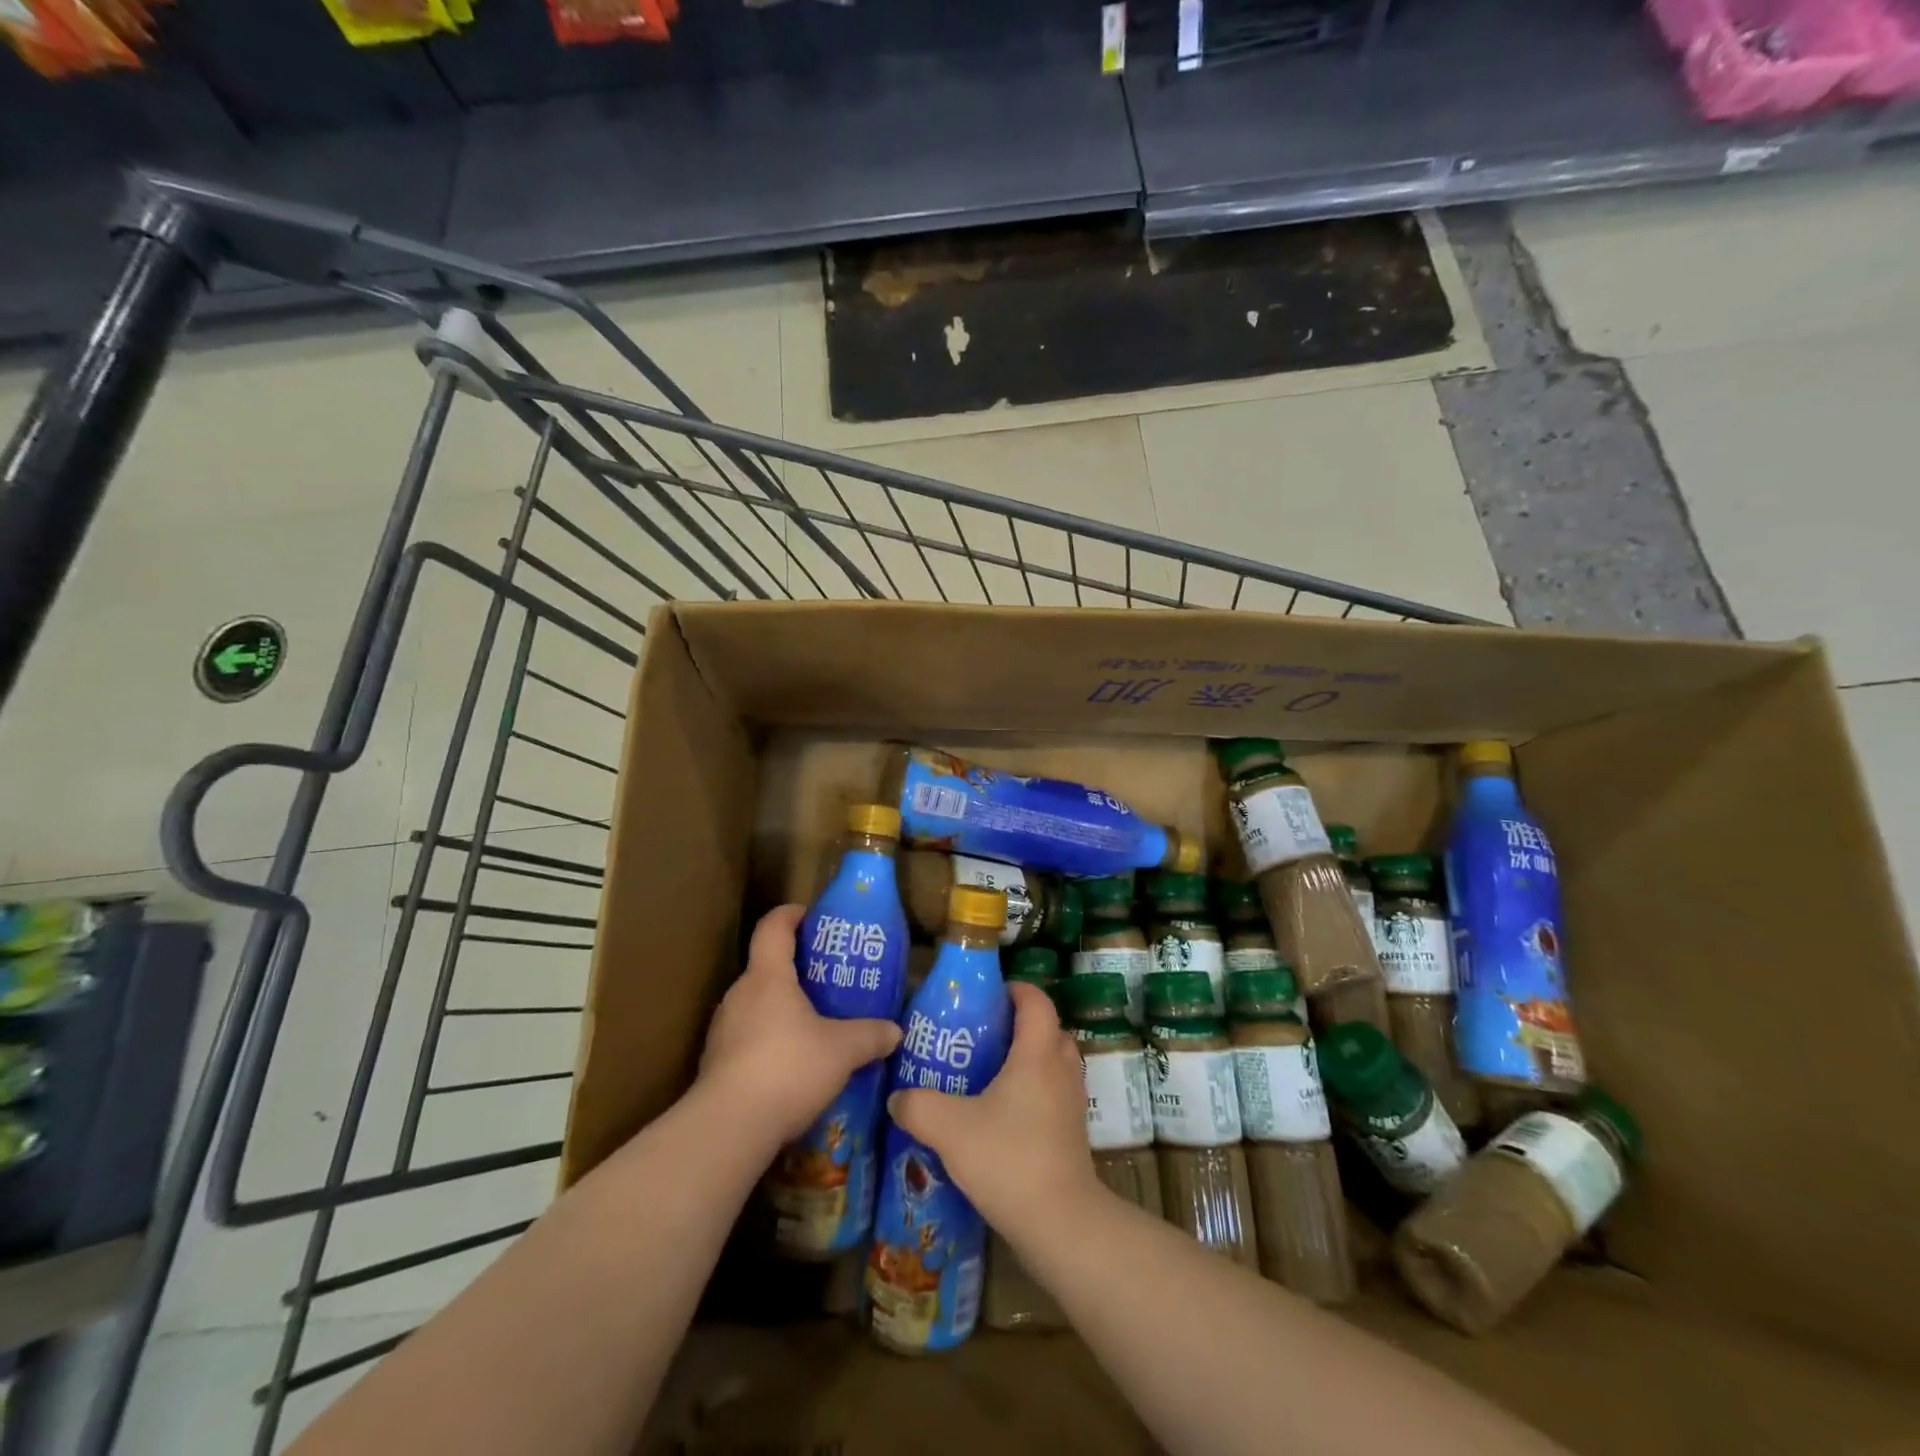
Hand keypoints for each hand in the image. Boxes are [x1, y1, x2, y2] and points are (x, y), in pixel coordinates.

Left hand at [698, 904, 901, 1147]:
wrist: (728, 1128)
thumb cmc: (788, 1069)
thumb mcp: (842, 1051)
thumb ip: (870, 1036)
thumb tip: (896, 1031)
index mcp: (768, 977)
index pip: (773, 927)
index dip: (791, 915)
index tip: (810, 916)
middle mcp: (740, 995)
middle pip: (765, 967)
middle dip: (794, 969)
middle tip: (826, 981)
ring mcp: (723, 1030)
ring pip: (756, 1005)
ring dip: (780, 1008)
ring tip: (812, 1025)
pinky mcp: (716, 1063)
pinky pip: (747, 1038)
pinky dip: (768, 1041)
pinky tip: (791, 1066)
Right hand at [887, 981, 1103, 1241]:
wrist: (1060, 1223)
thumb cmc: (1008, 1158)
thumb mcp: (949, 1128)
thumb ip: (918, 1106)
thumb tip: (897, 1098)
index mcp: (1037, 1053)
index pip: (1036, 1001)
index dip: (1016, 989)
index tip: (988, 995)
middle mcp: (1062, 1069)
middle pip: (1049, 1030)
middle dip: (1020, 1026)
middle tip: (984, 1036)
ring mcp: (1073, 1102)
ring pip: (1054, 1064)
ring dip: (1030, 1060)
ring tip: (991, 1075)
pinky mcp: (1074, 1133)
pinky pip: (1055, 1094)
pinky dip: (1035, 1092)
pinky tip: (1004, 1116)